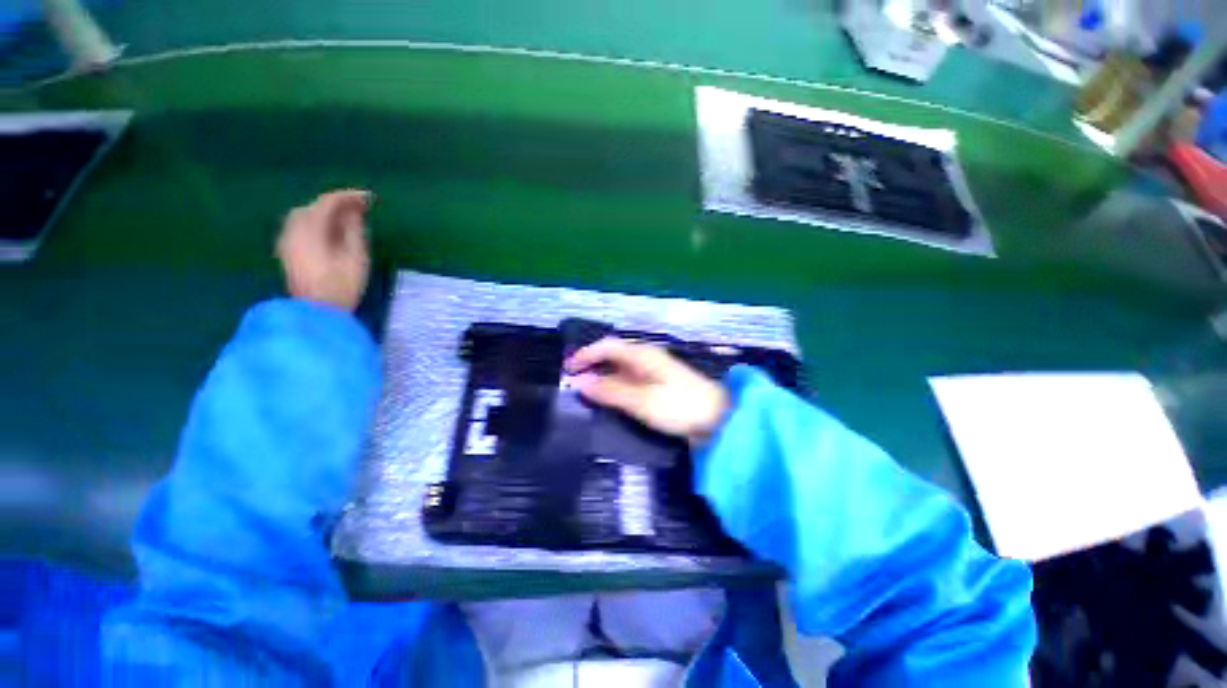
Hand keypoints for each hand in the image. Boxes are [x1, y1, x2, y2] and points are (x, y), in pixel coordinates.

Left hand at [275, 189, 372, 311]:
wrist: (315, 312)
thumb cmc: (340, 286)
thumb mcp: (356, 258)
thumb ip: (354, 231)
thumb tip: (354, 213)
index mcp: (310, 228)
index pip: (327, 202)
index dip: (349, 196)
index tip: (370, 198)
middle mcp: (293, 229)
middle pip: (313, 207)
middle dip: (336, 204)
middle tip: (360, 208)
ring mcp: (287, 240)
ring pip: (304, 216)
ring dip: (325, 213)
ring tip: (347, 219)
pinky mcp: (287, 252)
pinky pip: (300, 227)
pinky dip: (317, 223)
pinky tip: (331, 232)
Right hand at [564, 338, 730, 447]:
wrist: (719, 420)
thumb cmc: (679, 405)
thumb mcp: (641, 400)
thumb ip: (610, 391)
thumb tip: (579, 383)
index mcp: (643, 355)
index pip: (607, 346)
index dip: (586, 354)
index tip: (567, 369)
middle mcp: (646, 359)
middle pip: (613, 355)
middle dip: (592, 365)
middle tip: (573, 382)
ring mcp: (654, 372)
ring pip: (621, 369)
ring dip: (603, 378)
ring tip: (586, 392)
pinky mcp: (659, 387)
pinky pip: (630, 381)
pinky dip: (616, 387)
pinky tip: (610, 399)